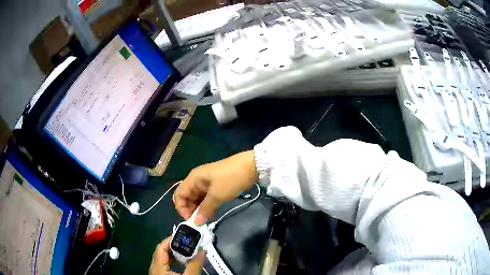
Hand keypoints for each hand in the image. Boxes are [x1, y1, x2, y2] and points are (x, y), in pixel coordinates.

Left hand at [149, 236, 204, 274]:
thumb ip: (195, 265)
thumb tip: (202, 250)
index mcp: (158, 266)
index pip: (161, 247)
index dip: (171, 239)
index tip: (184, 236)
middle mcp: (155, 268)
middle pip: (162, 252)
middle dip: (175, 247)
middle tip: (189, 243)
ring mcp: (158, 273)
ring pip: (164, 259)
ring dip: (176, 254)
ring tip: (189, 252)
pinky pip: (167, 266)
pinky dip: (175, 262)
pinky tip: (184, 264)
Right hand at [174, 151, 258, 224]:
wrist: (250, 167)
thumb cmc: (230, 180)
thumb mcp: (217, 196)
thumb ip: (204, 209)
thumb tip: (196, 222)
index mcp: (193, 178)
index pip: (179, 194)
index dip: (181, 208)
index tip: (191, 219)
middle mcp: (196, 179)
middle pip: (187, 196)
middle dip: (191, 210)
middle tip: (199, 221)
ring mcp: (206, 182)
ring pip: (196, 198)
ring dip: (199, 209)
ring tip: (206, 219)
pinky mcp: (214, 185)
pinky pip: (205, 197)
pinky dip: (206, 205)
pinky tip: (211, 213)